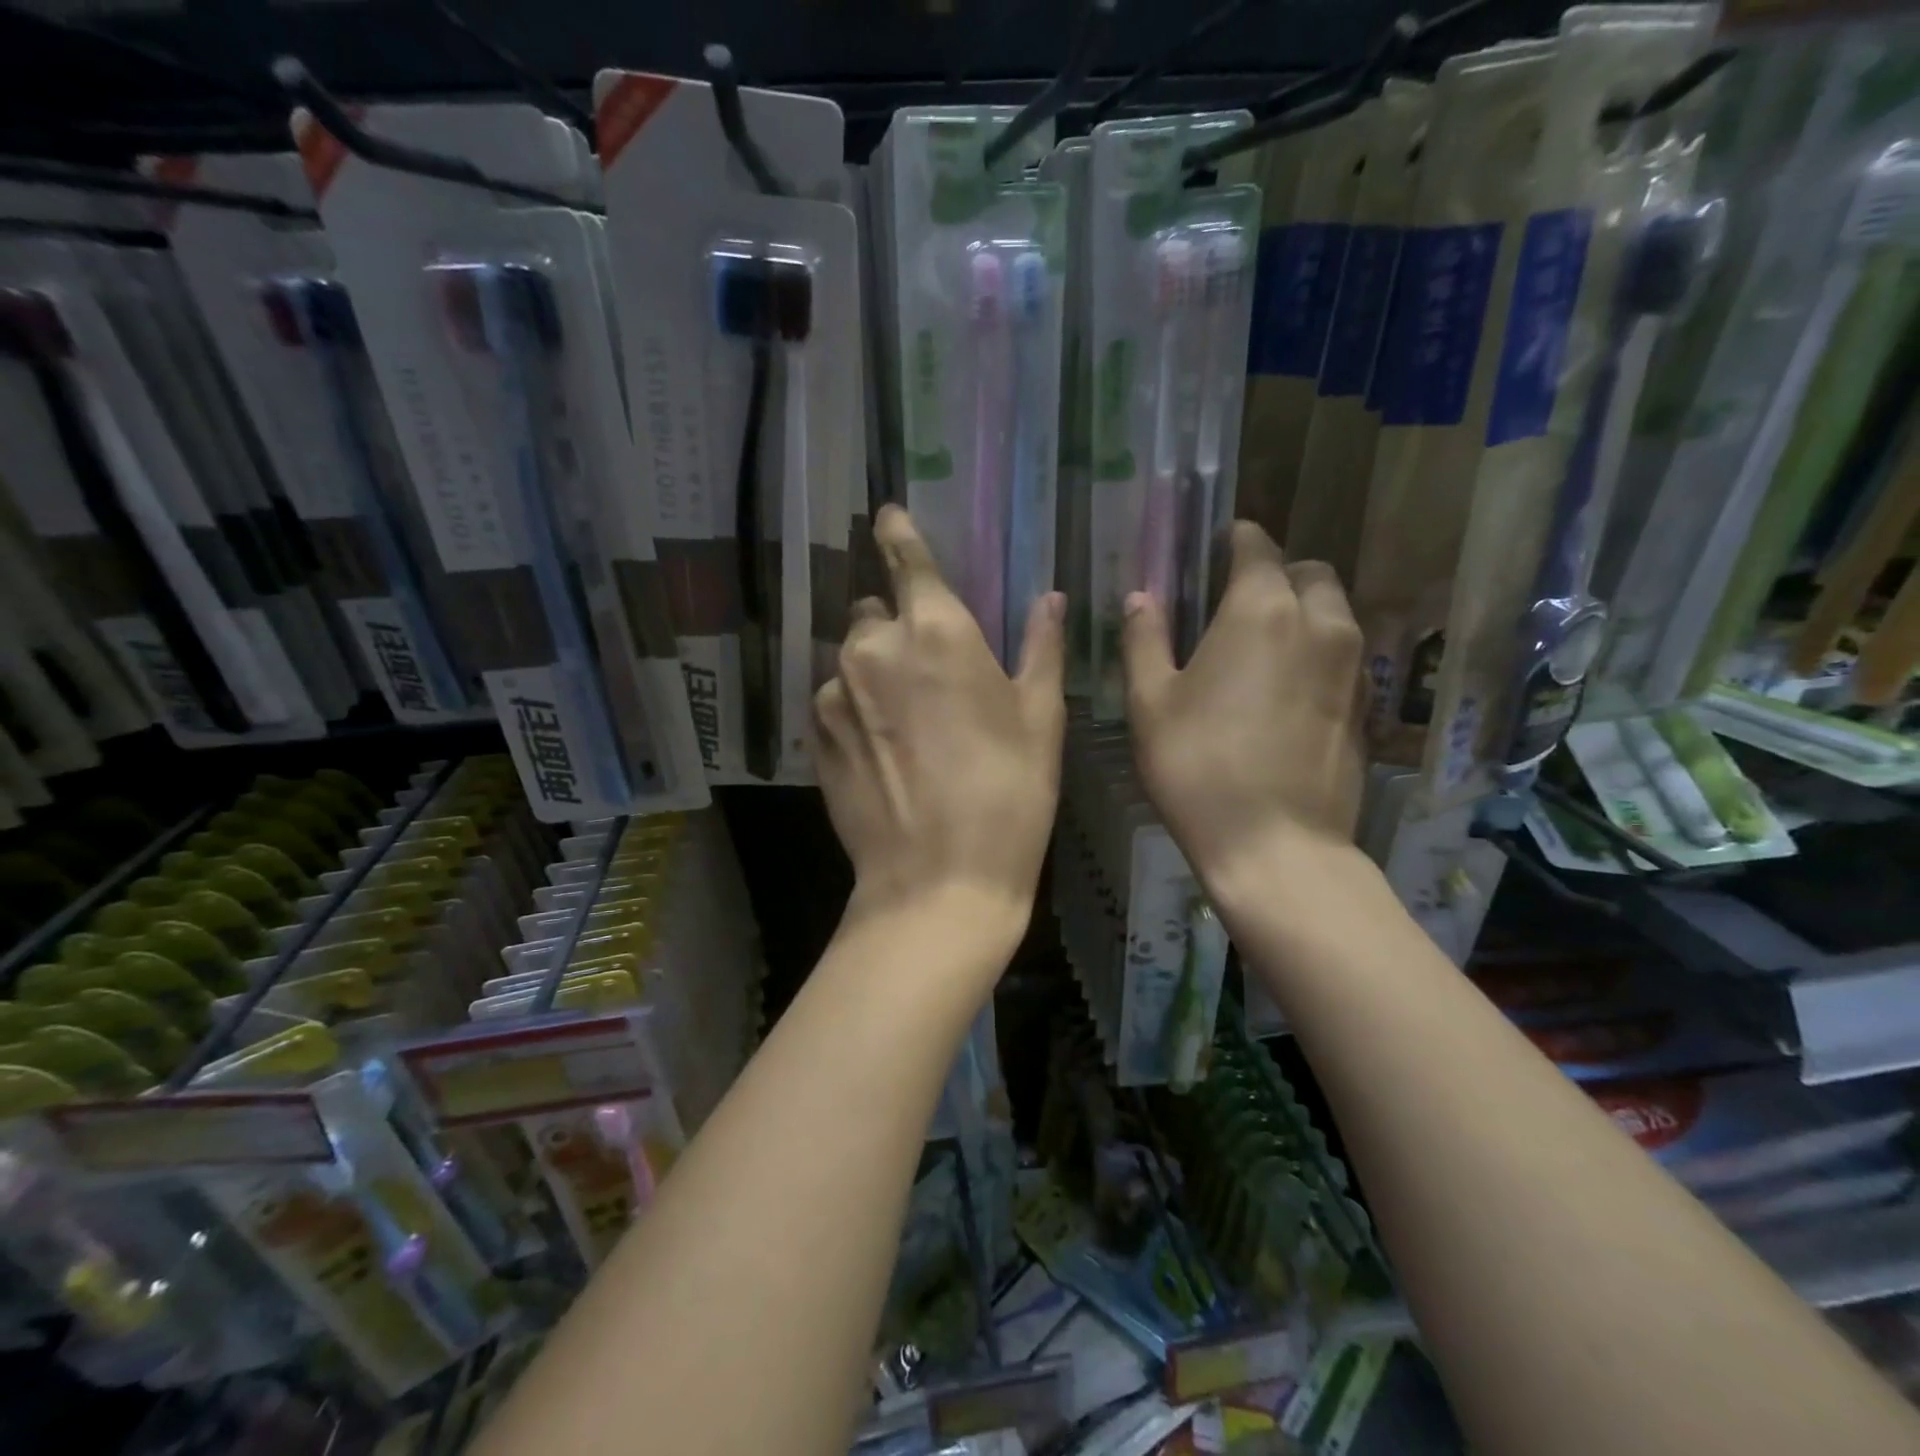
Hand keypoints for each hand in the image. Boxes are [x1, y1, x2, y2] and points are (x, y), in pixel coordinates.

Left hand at [814, 506, 1065, 930]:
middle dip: (897, 628)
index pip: (906, 559)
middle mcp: (873, 647)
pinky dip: (855, 710)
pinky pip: (834, 701)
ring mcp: (834, 692)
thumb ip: (1039, 647)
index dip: (898, 534)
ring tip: (908, 726)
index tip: (886, 515)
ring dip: (875, 674)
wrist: (938, 881)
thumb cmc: (1008, 795)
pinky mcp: (813, 735)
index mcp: (936, 631)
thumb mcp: (1040, 719)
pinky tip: (883, 753)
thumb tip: (1049, 599)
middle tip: (930, 675)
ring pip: (852, 660)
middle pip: (875, 613)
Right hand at [1123, 522, 1365, 887]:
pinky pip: (1346, 653)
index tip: (1216, 546)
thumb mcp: (1150, 703)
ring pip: (1334, 610)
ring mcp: (1352, 664)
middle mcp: (1319, 622)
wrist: (1275, 844)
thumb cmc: (1197, 767)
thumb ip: (1145, 639)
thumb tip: (1141, 597)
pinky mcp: (1367, 703)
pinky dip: (1320, 650)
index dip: (1235, 539)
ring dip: (1303, 610)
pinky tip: (1288, 686)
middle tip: (1239, 601)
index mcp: (1261, 609)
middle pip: (1308, 571)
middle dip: (1277, 572)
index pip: (1257, 546)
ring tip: (1265, 644)